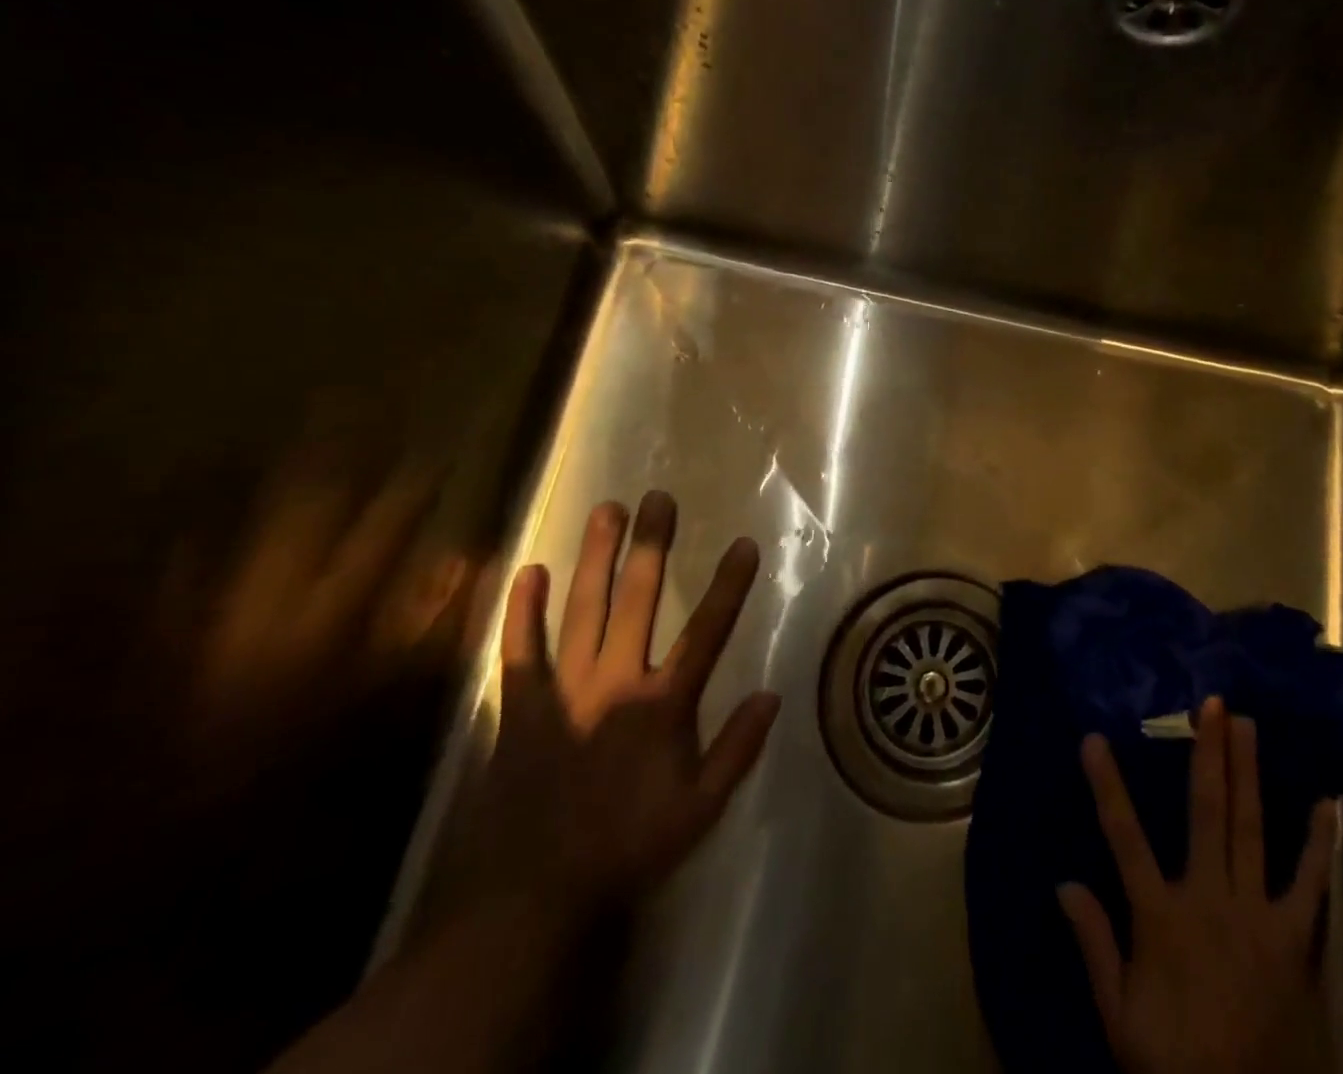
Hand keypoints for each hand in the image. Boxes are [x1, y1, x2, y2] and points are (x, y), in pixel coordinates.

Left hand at [461, 490, 780, 912]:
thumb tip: (772, 694)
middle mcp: (615, 681)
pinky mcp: (520, 706)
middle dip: (651, 546)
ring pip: (583, 609)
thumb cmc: (627, 845)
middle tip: (657, 499)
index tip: (744, 544)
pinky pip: (519, 649)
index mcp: (662, 704)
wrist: (534, 895)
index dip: (728, 585)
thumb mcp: (699, 810)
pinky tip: (527, 571)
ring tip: (605, 510)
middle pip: (637, 600)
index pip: (706, 632)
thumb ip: (737, 750)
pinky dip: (522, 611)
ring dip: (595, 557)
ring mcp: (564, 689)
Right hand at [1058, 697, 1338, 1073]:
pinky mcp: (1295, 940)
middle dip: (1208, 755)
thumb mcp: (1120, 1016)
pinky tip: (1328, 805)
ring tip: (1248, 725)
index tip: (1094, 738)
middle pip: (1206, 814)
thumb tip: (1063, 882)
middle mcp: (1208, 900)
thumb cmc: (1177, 1063)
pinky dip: (1318, 845)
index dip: (1107, 785)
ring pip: (1250, 830)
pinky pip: (1310, 885)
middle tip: (1211, 704)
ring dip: (1249, 774)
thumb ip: (1095, 945)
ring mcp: (1256, 916)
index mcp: (1160, 917)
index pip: (1124, 838)